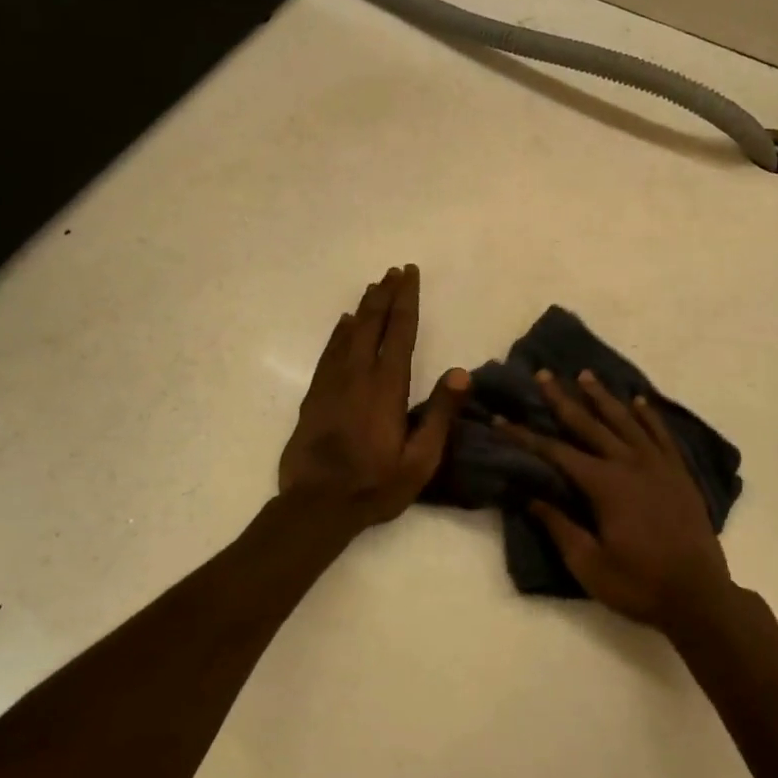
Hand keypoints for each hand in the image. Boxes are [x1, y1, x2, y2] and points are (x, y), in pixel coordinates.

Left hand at [278, 265, 467, 534]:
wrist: (316, 506)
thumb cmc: (375, 484)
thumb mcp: (420, 459)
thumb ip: (440, 414)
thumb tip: (461, 372)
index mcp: (387, 386)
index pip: (399, 331)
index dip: (406, 299)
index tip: (409, 274)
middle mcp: (358, 374)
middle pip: (372, 323)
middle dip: (385, 294)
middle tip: (394, 271)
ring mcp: (332, 383)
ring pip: (348, 332)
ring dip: (364, 307)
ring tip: (374, 286)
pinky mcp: (315, 395)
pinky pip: (329, 352)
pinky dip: (339, 332)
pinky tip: (344, 322)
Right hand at [498, 371, 732, 635]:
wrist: (699, 597)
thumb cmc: (639, 584)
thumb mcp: (589, 565)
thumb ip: (560, 527)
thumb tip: (531, 496)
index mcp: (604, 484)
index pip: (556, 452)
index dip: (526, 435)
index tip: (502, 418)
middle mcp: (629, 463)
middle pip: (590, 424)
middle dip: (563, 399)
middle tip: (544, 374)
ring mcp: (658, 464)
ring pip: (625, 420)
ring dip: (603, 397)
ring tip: (585, 375)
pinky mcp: (679, 472)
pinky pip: (661, 434)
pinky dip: (648, 415)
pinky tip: (639, 401)